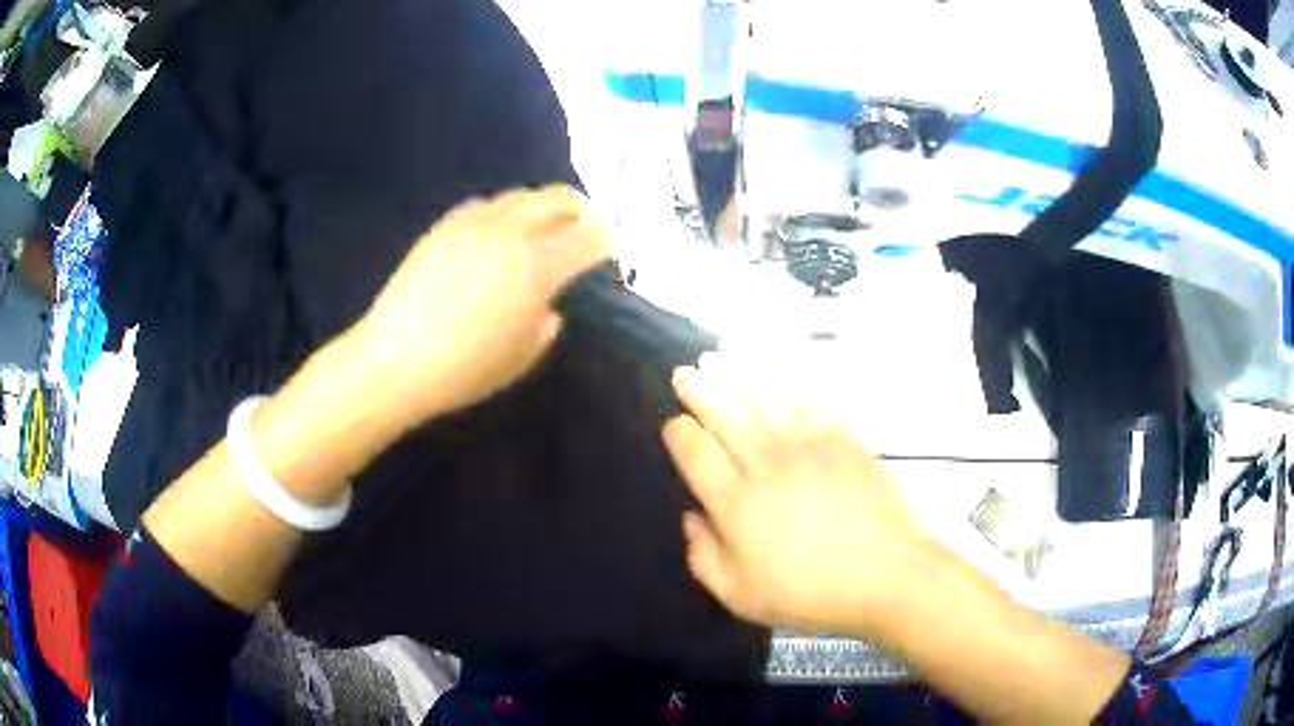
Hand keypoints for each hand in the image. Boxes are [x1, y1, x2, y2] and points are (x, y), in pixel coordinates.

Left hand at [354, 186, 608, 425]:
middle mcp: (510, 233)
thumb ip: (544, 326)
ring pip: (520, 195)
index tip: (609, 246)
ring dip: (541, 206)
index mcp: (536, 267)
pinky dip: (503, 212)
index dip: (604, 238)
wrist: (395, 360)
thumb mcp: (520, 358)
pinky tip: (497, 234)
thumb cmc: (464, 370)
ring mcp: (474, 224)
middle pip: (558, 197)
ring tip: (542, 228)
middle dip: (581, 207)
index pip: (587, 236)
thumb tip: (547, 306)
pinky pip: (484, 204)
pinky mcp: (445, 227)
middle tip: (586, 225)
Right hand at [662, 355, 927, 638]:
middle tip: (685, 373)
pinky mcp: (839, 439)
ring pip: (761, 400)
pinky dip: (781, 391)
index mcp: (736, 502)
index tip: (673, 424)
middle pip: (724, 413)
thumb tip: (691, 518)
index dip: (679, 432)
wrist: (882, 573)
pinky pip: (802, 404)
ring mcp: (806, 446)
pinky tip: (771, 386)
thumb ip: (703, 556)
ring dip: (734, 378)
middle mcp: (765, 463)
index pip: (695, 451)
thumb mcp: (739, 595)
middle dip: (699, 389)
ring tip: (716, 361)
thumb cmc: (807, 592)